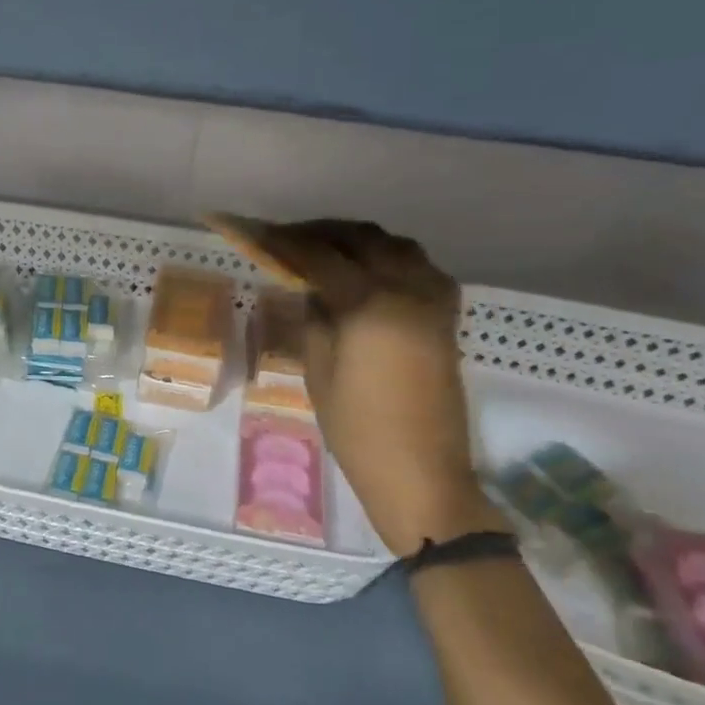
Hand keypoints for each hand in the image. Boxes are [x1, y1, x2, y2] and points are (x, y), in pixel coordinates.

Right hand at [209, 216, 502, 554]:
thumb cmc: (357, 429)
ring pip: (397, 246)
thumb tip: (308, 288)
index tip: (258, 232)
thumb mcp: (319, 371)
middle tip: (287, 239)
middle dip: (323, 232)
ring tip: (326, 250)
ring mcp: (434, 302)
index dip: (285, 241)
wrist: (420, 472)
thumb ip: (313, 318)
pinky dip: (391, 258)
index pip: (320, 256)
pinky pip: (421, 268)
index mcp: (370, 305)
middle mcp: (408, 290)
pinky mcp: (446, 318)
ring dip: (359, 240)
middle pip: (364, 239)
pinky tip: (369, 273)